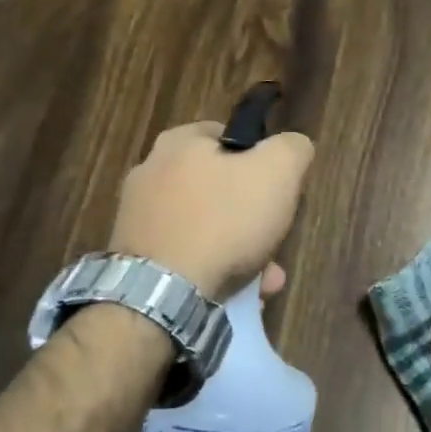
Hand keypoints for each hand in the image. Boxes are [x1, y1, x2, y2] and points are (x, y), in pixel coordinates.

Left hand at [109, 121, 313, 299]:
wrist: (163, 295)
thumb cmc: (224, 221)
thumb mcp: (278, 171)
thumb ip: (292, 148)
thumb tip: (293, 147)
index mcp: (178, 143)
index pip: (228, 136)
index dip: (259, 159)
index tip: (276, 188)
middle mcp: (150, 174)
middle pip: (219, 188)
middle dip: (252, 217)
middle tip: (274, 240)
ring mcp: (138, 219)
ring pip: (206, 228)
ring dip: (239, 250)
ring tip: (264, 279)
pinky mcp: (136, 259)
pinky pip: (186, 257)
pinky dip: (213, 271)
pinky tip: (238, 293)